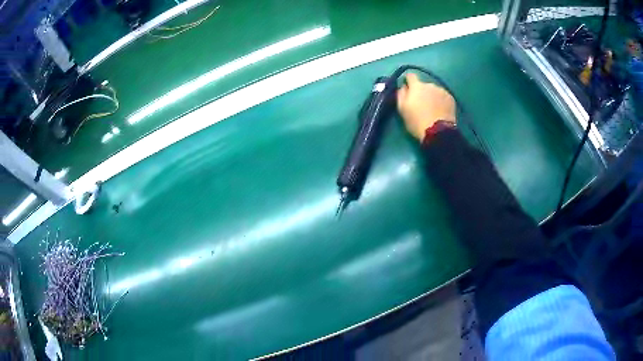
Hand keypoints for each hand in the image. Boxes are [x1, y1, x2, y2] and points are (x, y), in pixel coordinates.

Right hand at [396, 73, 456, 141]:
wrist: (438, 132)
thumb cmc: (417, 121)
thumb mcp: (402, 109)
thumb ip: (401, 94)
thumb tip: (403, 86)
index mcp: (417, 86)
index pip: (410, 76)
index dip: (408, 81)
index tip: (408, 88)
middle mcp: (430, 84)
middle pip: (423, 85)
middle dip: (422, 91)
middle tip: (421, 104)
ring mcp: (442, 91)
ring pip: (434, 91)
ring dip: (432, 96)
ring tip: (432, 109)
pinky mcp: (451, 98)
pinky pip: (443, 96)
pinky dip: (441, 101)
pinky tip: (440, 110)